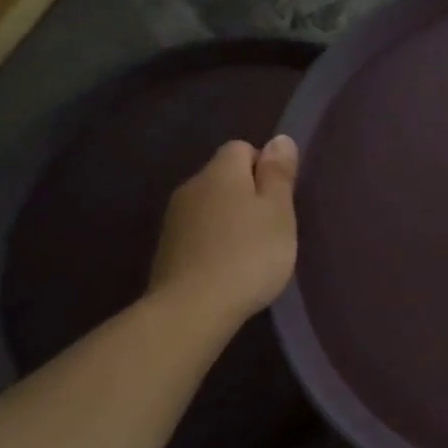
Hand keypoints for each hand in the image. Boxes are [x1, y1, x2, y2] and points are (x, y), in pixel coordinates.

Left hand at [148, 136, 299, 326]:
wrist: (193, 308)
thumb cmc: (249, 254)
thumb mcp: (278, 212)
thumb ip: (279, 174)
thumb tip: (279, 139)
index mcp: (221, 172)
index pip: (242, 148)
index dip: (264, 167)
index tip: (280, 199)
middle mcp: (192, 186)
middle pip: (224, 176)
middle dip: (247, 193)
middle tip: (272, 226)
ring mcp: (174, 219)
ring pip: (210, 205)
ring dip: (230, 219)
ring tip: (251, 250)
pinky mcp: (166, 249)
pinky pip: (198, 232)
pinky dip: (214, 242)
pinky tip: (228, 267)